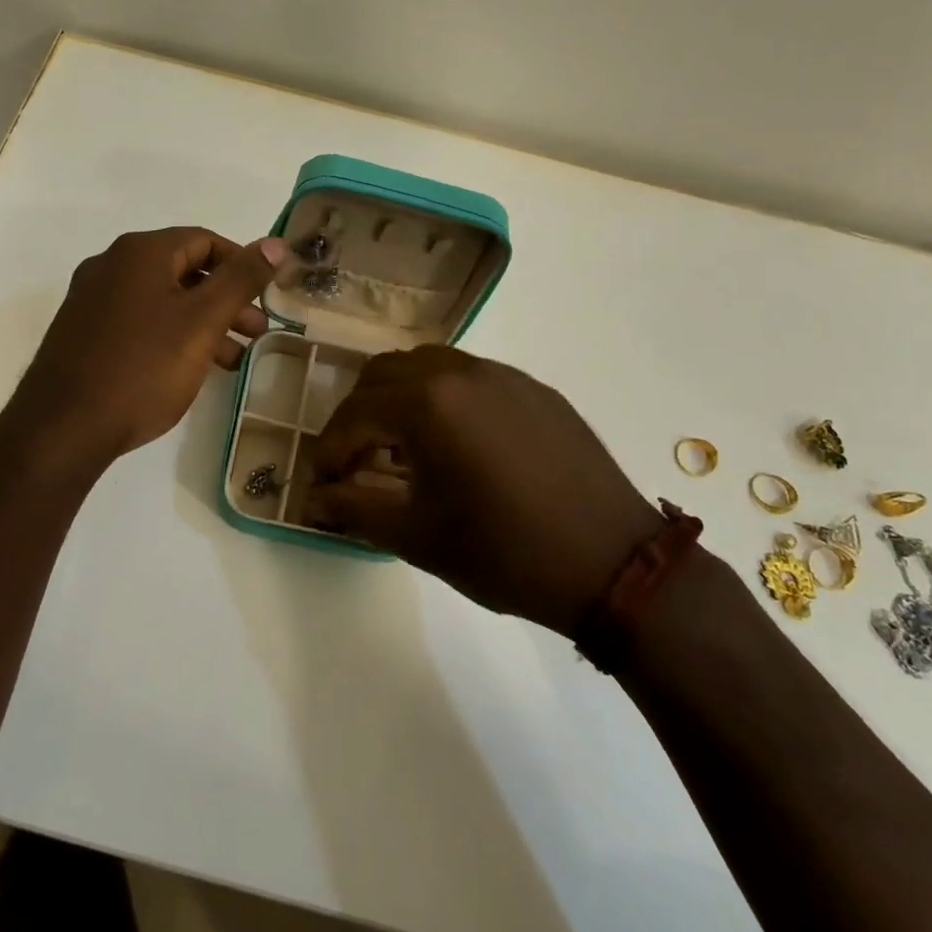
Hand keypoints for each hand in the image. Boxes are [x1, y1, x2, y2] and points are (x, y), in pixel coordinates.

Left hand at [12, 226, 288, 465]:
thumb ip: (241, 279)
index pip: (205, 240)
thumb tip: (277, 243)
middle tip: (257, 332)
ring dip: (203, 322)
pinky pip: (139, 321)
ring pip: (163, 299)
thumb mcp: (202, 322)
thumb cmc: (142, 368)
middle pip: (184, 270)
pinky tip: (190, 368)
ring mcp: (92, 299)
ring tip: (233, 359)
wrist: (62, 428)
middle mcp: (112, 265)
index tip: (266, 297)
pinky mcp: (83, 332)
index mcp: (140, 252)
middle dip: (226, 300)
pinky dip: (172, 335)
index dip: (242, 265)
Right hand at [301, 346, 663, 633]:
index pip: (355, 413)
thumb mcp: (419, 537)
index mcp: (428, 402)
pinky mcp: (534, 388)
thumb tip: (316, 498)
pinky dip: (442, 398)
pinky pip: (469, 377)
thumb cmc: (506, 553)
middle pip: (384, 374)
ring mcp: (502, 374)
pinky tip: (455, 443)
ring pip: (427, 366)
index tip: (322, 482)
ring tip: (401, 447)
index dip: (330, 449)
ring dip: (399, 398)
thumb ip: (356, 509)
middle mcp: (461, 371)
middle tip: (355, 459)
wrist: (615, 566)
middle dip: (359, 415)